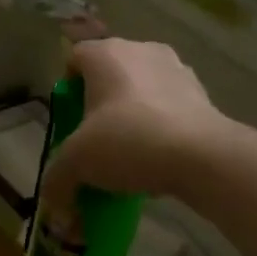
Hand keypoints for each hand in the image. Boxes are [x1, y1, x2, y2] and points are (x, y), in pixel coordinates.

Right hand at [41, 39, 222, 206]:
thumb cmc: (128, 141)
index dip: (67, 89)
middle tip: (95, 139)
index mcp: (106, 53)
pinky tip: (157, 158)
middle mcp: (142, 50)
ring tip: (129, 153)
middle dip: (100, 104)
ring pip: (142, 89)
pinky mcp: (203, 93)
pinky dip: (161, 126)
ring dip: (132, 114)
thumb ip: (57, 180)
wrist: (202, 156)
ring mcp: (177, 69)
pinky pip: (170, 107)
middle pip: (109, 74)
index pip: (75, 58)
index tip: (69, 120)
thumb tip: (53, 205)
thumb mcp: (77, 163)